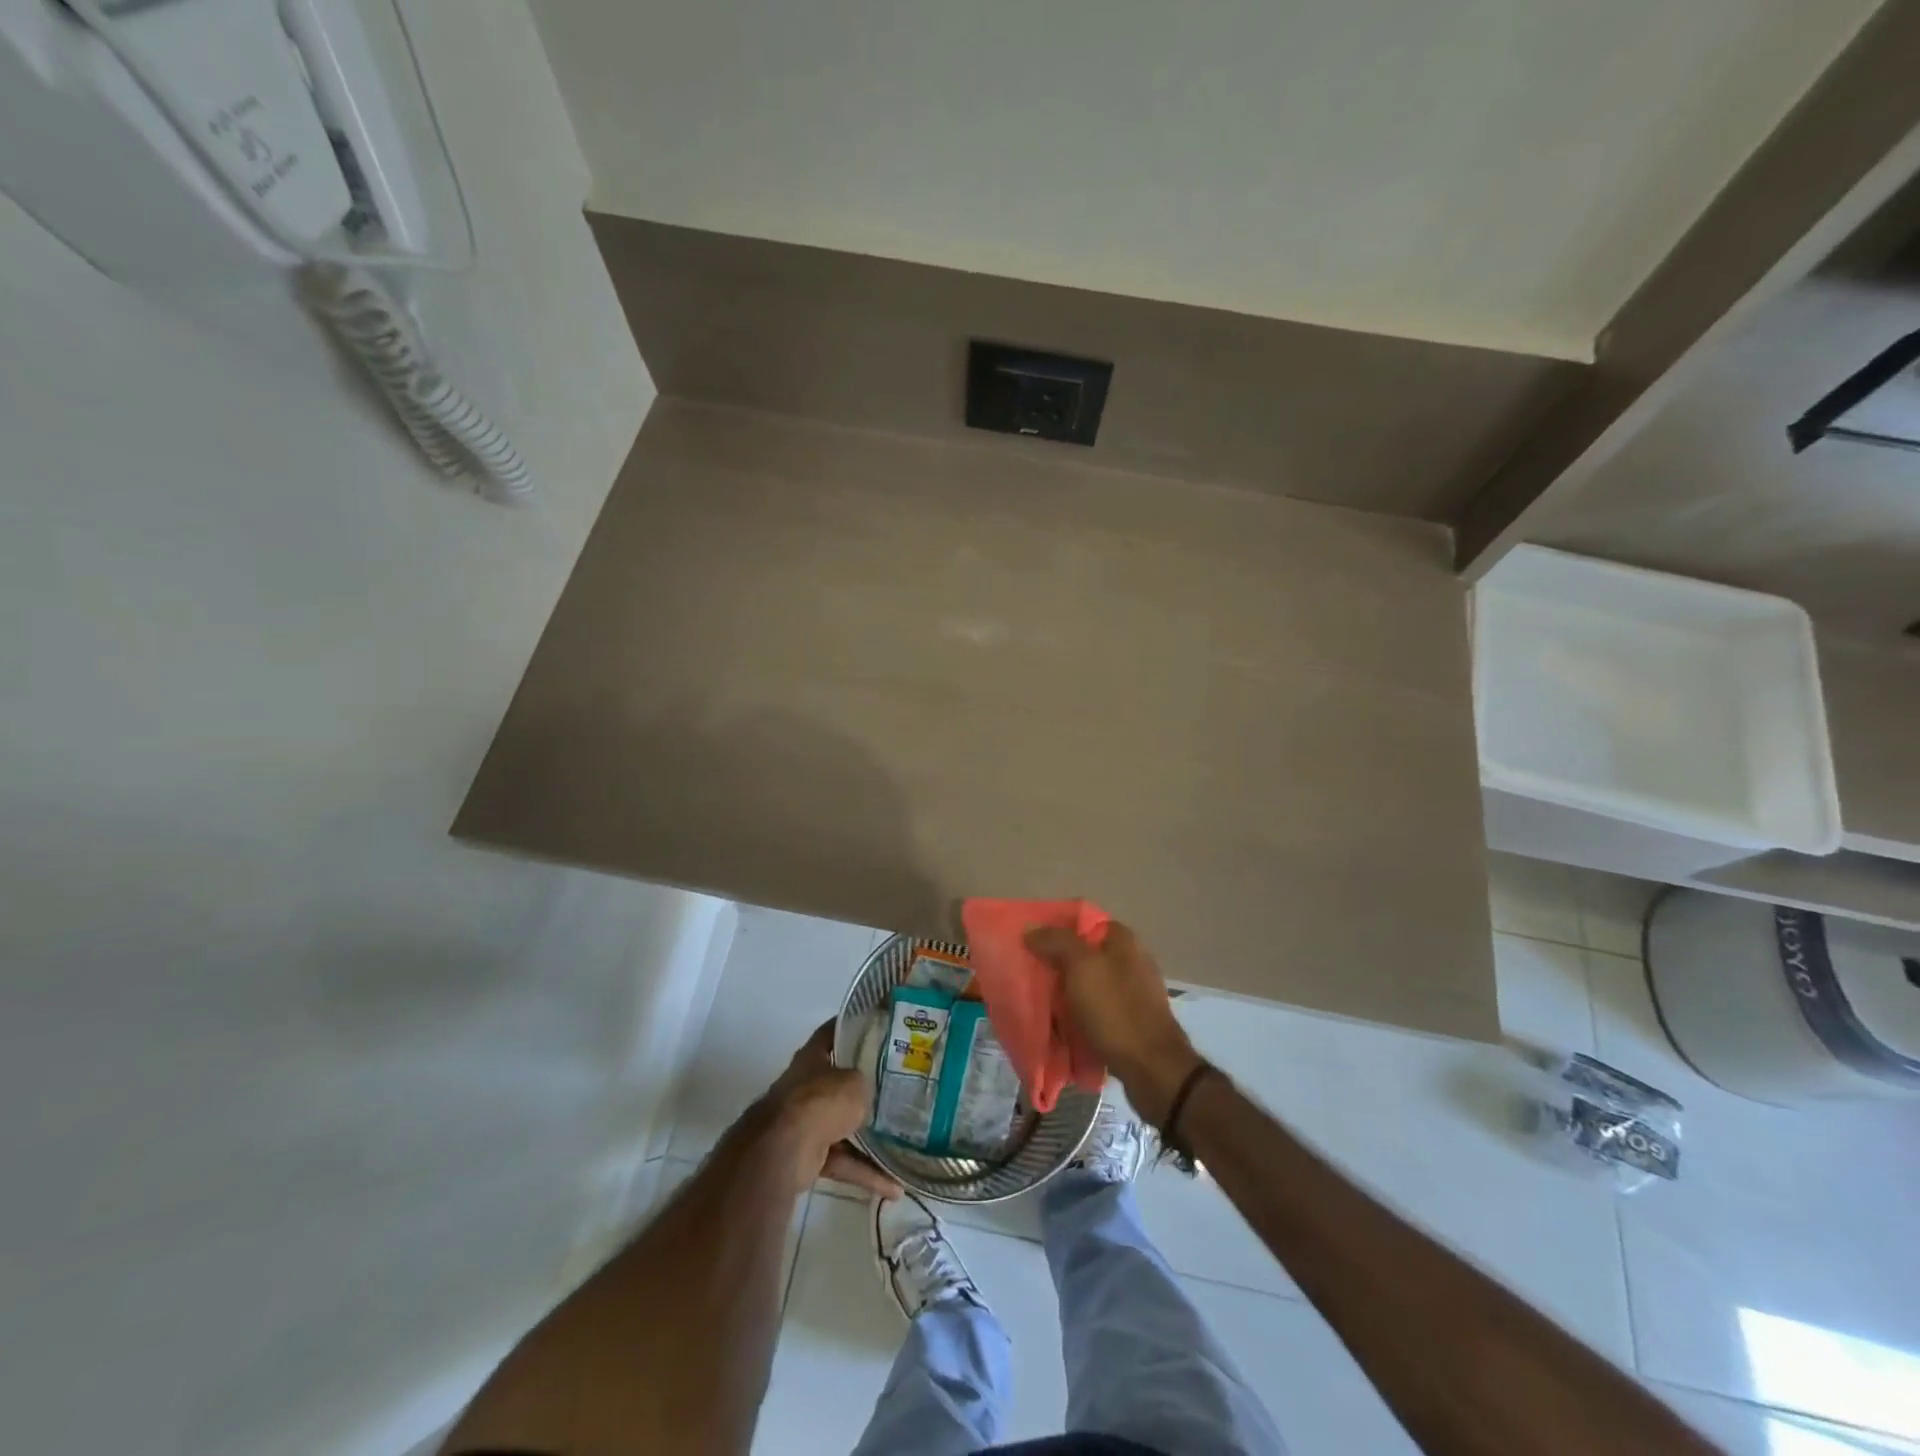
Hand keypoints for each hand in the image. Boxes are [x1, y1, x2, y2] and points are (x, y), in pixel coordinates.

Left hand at [761, 1021, 900, 1199]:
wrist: (782, 1150)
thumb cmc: (820, 1102)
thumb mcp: (855, 1083)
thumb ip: (865, 1083)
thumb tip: (870, 1094)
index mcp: (813, 1057)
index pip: (833, 1032)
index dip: (852, 1026)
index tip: (876, 1025)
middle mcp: (806, 1086)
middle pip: (838, 1081)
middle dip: (863, 1087)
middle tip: (895, 1086)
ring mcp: (804, 1121)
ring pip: (842, 1125)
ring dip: (868, 1137)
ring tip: (902, 1142)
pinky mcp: (806, 1155)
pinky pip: (842, 1160)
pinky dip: (864, 1172)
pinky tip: (892, 1186)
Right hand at [1024, 920, 1201, 1124]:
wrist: (1152, 1068)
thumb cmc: (1115, 1010)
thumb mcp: (1081, 966)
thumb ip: (1056, 941)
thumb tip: (1031, 929)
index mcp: (1123, 940)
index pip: (1082, 922)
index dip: (1055, 930)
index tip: (1030, 944)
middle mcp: (1132, 960)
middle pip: (1084, 953)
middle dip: (1057, 963)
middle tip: (1032, 975)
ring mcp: (1134, 991)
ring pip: (1089, 982)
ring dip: (1067, 991)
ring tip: (1042, 1002)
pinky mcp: (1132, 1019)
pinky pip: (1098, 1008)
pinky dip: (1081, 1013)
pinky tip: (1064, 1024)